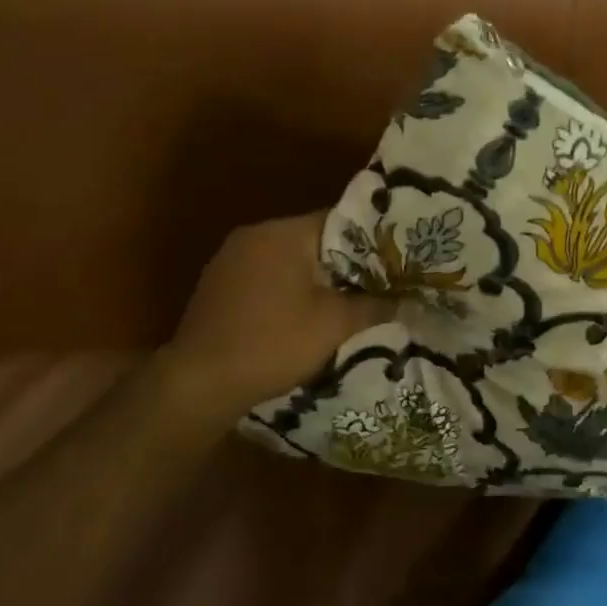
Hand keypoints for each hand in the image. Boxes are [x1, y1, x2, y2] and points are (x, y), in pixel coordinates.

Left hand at [161, 212, 395, 417]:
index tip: (394, 260)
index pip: (340, 221)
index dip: (372, 240)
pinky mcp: (218, 285)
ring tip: (346, 300)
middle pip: (314, 239)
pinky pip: (266, 276)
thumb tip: (409, 301)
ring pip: (290, 259)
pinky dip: (288, 289)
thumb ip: (375, 305)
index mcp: (283, 233)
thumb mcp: (334, 325)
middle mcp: (254, 235)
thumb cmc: (272, 343)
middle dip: (345, 262)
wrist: (198, 384)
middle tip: (377, 282)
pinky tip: (302, 315)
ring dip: (316, 277)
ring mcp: (230, 259)